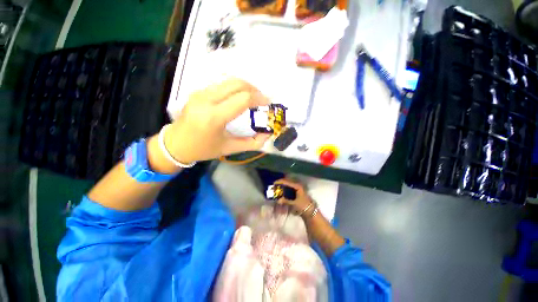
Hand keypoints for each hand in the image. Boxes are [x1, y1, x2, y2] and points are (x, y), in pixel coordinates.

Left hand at [165, 78, 271, 164]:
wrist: (176, 144)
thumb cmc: (204, 149)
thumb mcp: (230, 148)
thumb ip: (252, 143)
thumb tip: (268, 134)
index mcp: (214, 117)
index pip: (243, 99)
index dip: (259, 98)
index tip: (268, 103)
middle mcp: (206, 100)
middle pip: (237, 84)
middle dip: (254, 89)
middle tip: (262, 100)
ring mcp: (200, 93)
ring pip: (229, 81)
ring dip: (245, 87)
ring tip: (253, 98)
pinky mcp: (198, 91)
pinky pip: (222, 84)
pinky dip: (235, 88)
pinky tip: (239, 98)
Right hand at [274, 179, 314, 215]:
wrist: (310, 212)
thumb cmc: (303, 206)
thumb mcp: (294, 204)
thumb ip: (285, 201)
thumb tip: (277, 200)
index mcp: (297, 186)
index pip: (287, 182)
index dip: (280, 182)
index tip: (274, 183)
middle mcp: (298, 185)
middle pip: (288, 182)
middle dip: (281, 183)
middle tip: (274, 185)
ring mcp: (298, 188)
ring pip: (289, 185)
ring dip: (283, 186)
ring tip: (277, 188)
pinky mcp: (298, 192)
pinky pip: (290, 188)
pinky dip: (285, 189)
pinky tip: (282, 192)